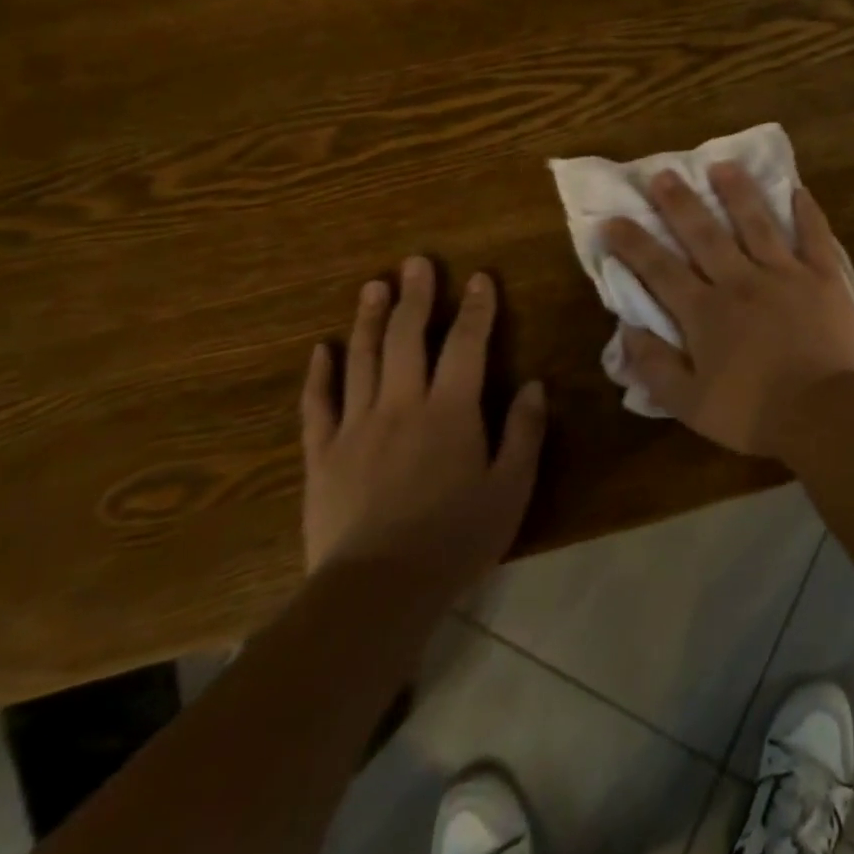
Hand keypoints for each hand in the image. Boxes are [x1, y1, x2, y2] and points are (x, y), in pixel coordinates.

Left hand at [300, 257, 545, 582]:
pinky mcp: (322, 455)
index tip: (479, 278)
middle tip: (416, 262)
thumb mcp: (511, 488)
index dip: (477, 309)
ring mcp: (356, 427)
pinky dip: (320, 375)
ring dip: (370, 320)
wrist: (376, 590)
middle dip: (417, 297)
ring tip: (374, 287)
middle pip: (408, 339)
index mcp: (451, 411)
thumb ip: (524, 432)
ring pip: (363, 360)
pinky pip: (318, 406)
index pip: (467, 345)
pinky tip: (321, 350)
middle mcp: (402, 405)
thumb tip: (535, 385)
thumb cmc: (455, 538)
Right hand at [602, 163, 853, 456]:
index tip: (612, 220)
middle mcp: (741, 281)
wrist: (825, 412)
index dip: (633, 244)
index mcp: (706, 312)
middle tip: (663, 174)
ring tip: (722, 165)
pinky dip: (807, 213)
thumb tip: (626, 330)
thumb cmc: (754, 413)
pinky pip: (815, 236)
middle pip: (704, 234)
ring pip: (756, 223)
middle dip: (680, 203)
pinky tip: (798, 190)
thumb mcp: (689, 404)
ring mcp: (785, 274)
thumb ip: (654, 366)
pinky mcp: (823, 277)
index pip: (660, 269)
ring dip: (737, 193)